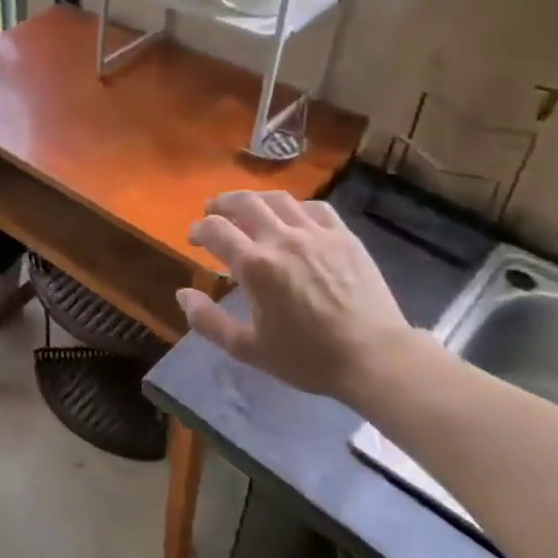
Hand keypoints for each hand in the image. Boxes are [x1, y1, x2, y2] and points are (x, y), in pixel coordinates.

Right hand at [176, 192, 424, 403]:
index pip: (215, 229)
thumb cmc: (308, 357)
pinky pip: (315, 207)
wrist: (375, 358)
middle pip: (244, 202)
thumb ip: (208, 321)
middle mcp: (282, 239)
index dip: (198, 229)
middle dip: (222, 203)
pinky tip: (293, 218)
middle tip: (213, 211)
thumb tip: (183, 293)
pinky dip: (296, 207)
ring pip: (278, 199)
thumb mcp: (249, 349)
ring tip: (248, 207)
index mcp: (255, 265)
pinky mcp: (344, 236)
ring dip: (255, 199)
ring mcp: (316, 234)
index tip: (194, 238)